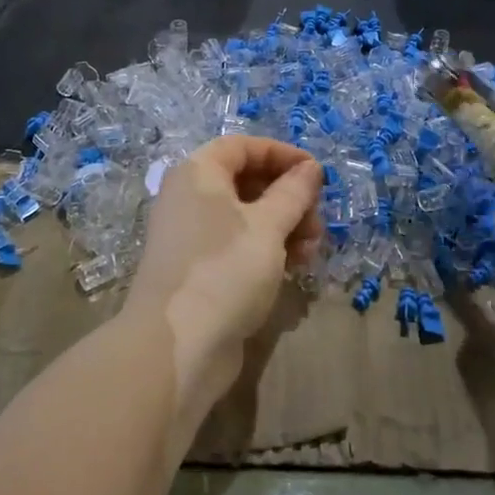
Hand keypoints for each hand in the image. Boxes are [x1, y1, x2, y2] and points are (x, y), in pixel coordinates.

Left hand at [126, 136, 322, 402]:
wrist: (177, 347)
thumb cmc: (225, 269)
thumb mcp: (268, 226)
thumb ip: (293, 193)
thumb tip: (310, 169)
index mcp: (198, 174)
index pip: (242, 147)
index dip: (281, 154)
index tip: (316, 173)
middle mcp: (190, 198)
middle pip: (246, 181)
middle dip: (288, 197)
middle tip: (317, 220)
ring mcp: (192, 236)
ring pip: (246, 216)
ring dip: (284, 226)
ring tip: (311, 250)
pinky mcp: (199, 270)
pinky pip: (238, 245)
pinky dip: (267, 249)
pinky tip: (294, 267)